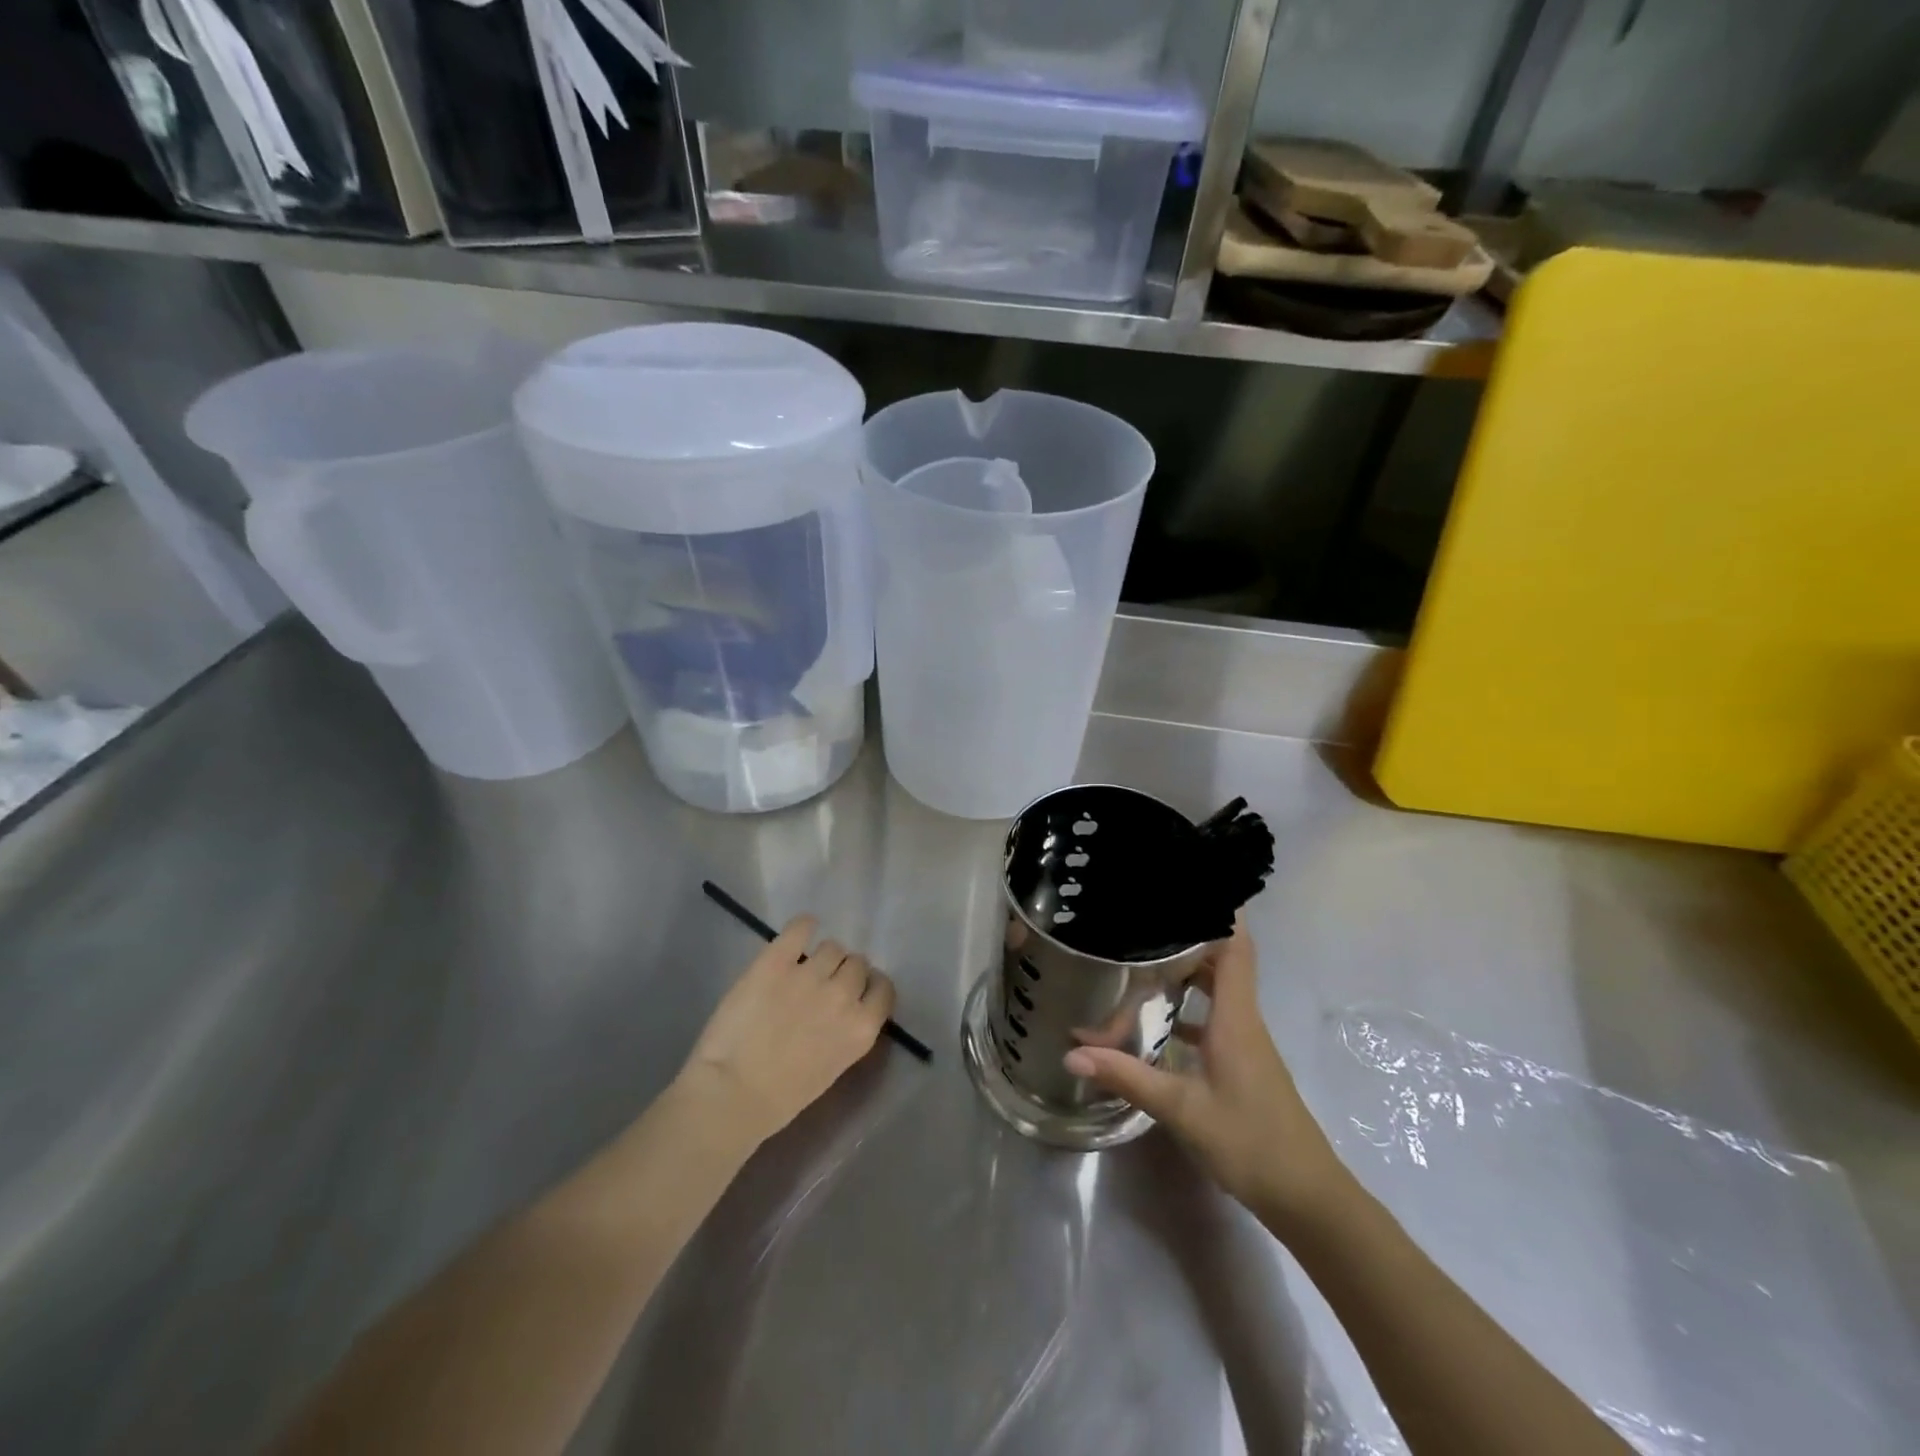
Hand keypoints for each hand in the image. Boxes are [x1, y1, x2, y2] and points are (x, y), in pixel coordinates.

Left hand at [678, 916, 895, 1145]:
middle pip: (857, 964)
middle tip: (824, 984)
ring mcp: (809, 974)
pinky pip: (799, 928)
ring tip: (806, 967)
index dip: (870, 986)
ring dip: (824, 956)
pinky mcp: (776, 961)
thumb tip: (844, 1007)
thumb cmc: (781, 1097)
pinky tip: (802, 928)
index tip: (857, 991)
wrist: (731, 1094)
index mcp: (861, 1028)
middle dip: (845, 972)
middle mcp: (843, 995)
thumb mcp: (833, 1068)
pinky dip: (804, 925)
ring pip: (832, 947)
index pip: (883, 988)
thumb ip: (846, 1032)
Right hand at [1062, 916, 1350, 1228]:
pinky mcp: (1240, 1062)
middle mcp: (1243, 1019)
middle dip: (1186, 936)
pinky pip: (1212, 1017)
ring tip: (1140, 959)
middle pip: (1220, 959)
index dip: (1221, 910)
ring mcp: (1243, 1042)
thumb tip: (1072, 1051)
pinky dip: (1186, 1009)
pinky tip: (1154, 1022)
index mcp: (1236, 1017)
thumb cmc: (1251, 1144)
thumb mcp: (1183, 1110)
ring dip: (1184, 972)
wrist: (1308, 1199)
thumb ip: (1128, 1076)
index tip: (1192, 881)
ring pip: (1215, 989)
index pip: (1235, 946)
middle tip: (1144, 921)